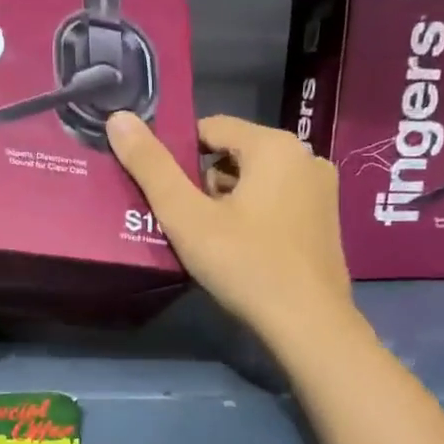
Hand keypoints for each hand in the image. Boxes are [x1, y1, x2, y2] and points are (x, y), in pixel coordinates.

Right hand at [106, 111, 354, 347]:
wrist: (309, 325)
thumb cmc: (245, 264)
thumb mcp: (187, 216)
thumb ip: (151, 166)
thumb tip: (119, 118)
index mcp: (275, 146)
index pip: (211, 127)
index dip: (178, 152)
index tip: (159, 187)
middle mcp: (306, 157)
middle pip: (234, 153)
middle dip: (202, 181)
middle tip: (182, 219)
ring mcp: (321, 190)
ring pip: (255, 179)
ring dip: (226, 199)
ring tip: (206, 237)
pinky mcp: (325, 220)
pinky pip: (276, 200)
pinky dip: (252, 214)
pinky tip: (238, 248)